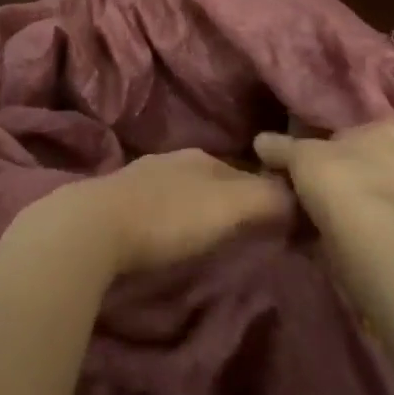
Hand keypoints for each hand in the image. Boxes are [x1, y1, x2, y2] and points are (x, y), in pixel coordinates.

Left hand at [41, 149, 295, 276]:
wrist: (94, 227)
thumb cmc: (168, 216)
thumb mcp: (228, 206)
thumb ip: (266, 198)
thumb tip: (299, 195)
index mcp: (201, 158)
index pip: (245, 171)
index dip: (264, 194)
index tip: (279, 220)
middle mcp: (171, 160)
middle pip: (213, 180)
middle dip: (230, 200)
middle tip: (247, 231)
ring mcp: (139, 178)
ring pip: (182, 191)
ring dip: (197, 209)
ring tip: (209, 236)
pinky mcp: (115, 202)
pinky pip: (156, 206)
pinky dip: (169, 218)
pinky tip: (167, 235)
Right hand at [253, 118, 393, 219]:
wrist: (364, 235)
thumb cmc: (338, 176)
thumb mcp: (298, 154)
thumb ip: (280, 146)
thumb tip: (260, 141)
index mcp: (392, 131)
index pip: (373, 125)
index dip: (347, 134)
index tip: (322, 145)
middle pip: (371, 160)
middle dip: (346, 168)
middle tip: (314, 175)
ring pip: (371, 191)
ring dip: (348, 198)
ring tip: (314, 204)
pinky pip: (369, 218)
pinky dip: (351, 222)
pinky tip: (324, 227)